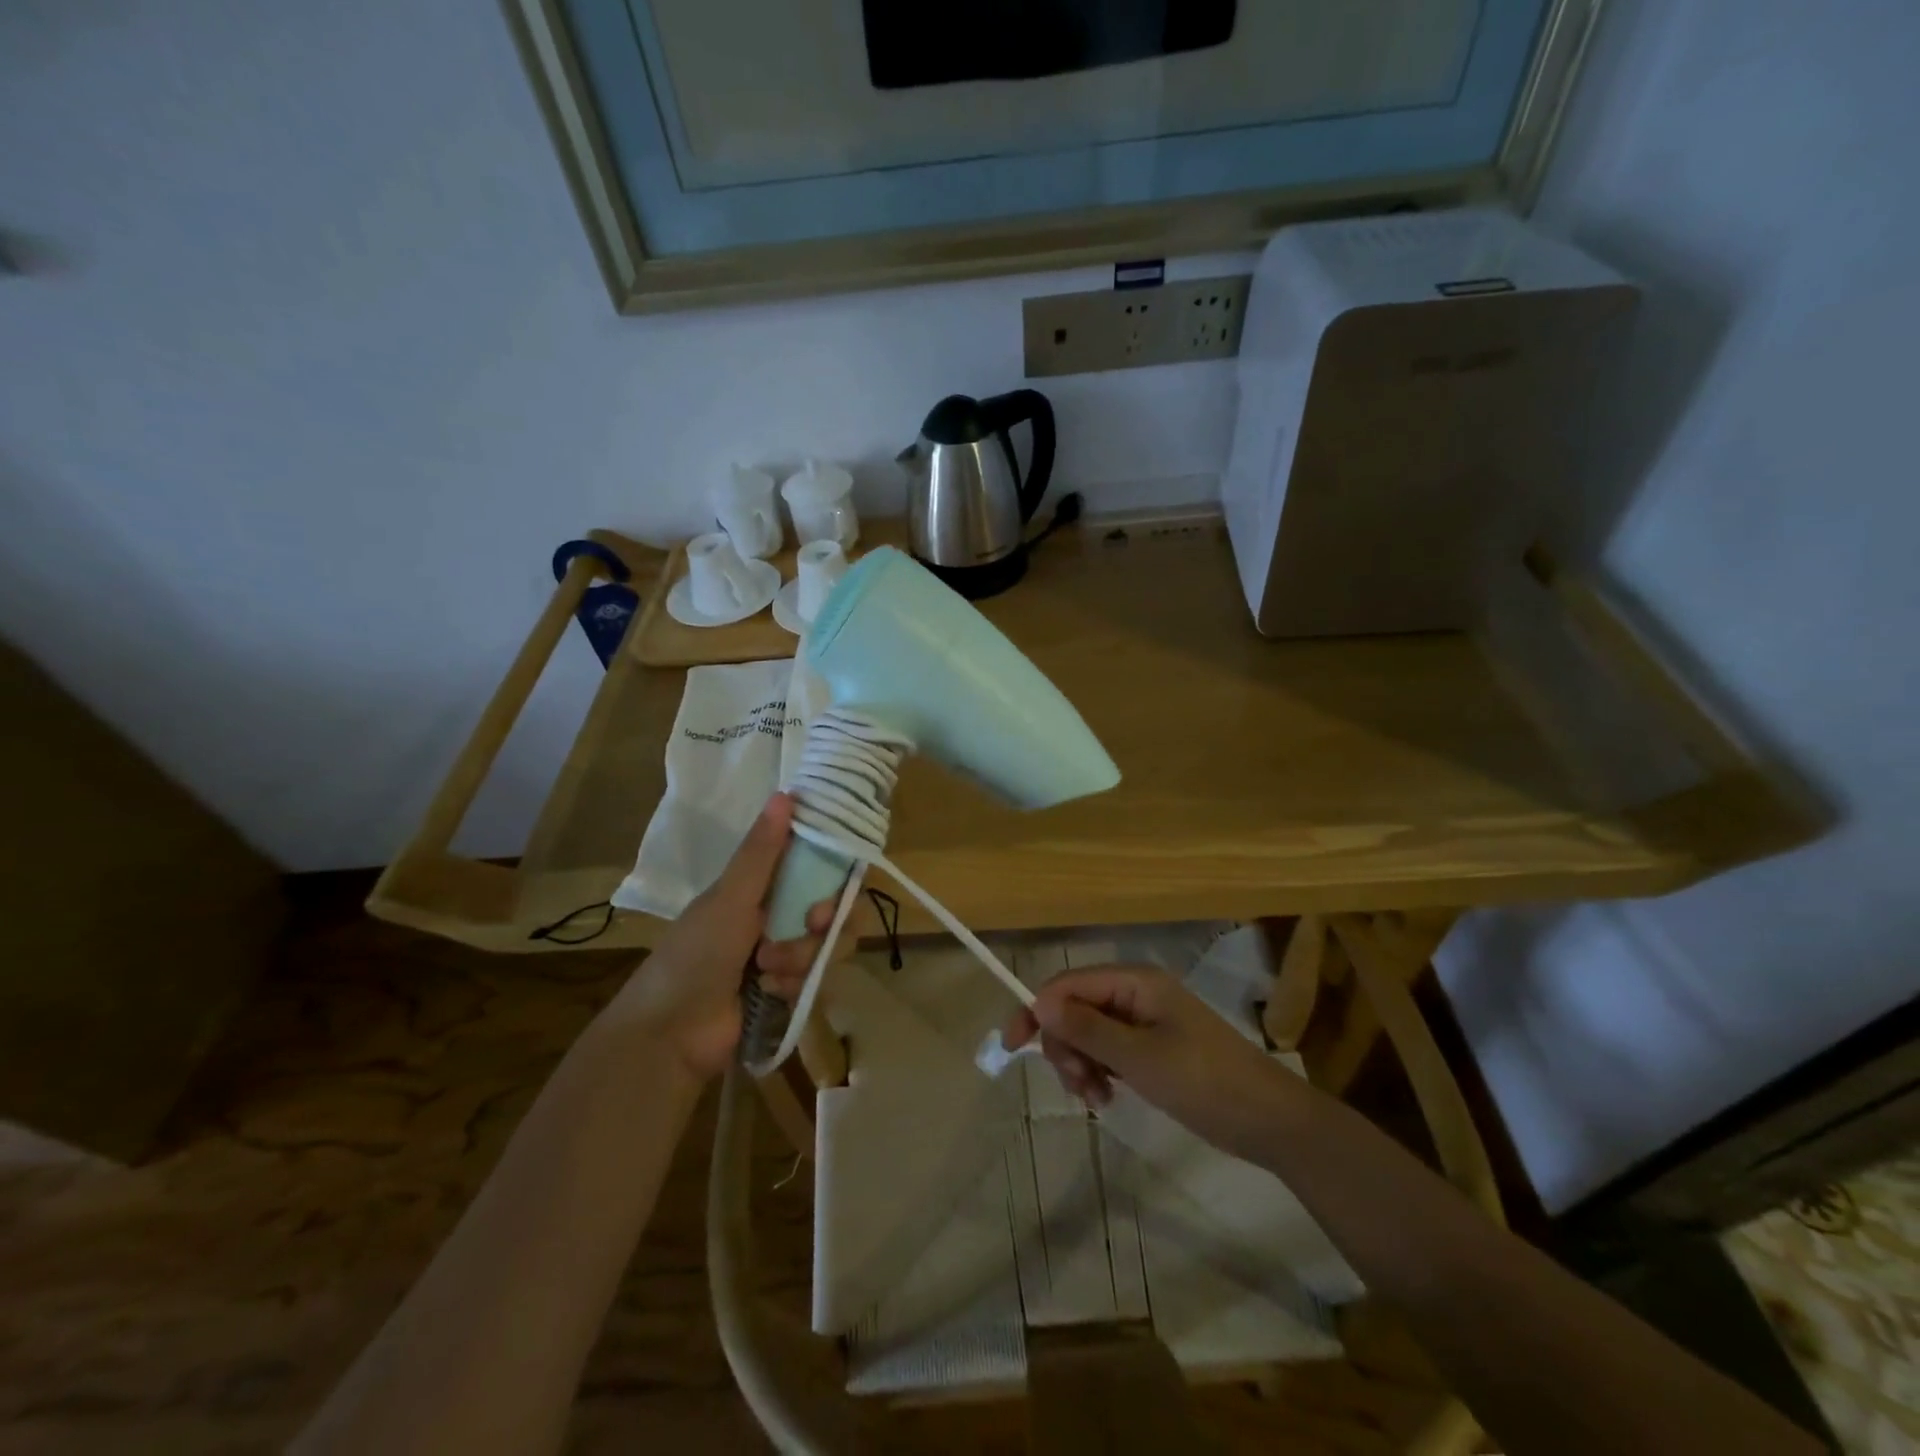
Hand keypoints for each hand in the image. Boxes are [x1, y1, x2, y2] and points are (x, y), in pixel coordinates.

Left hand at [608, 793, 835, 1076]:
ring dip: (804, 958)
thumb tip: (786, 793)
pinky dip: (797, 986)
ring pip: (829, 947)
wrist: (672, 1034)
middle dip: (824, 923)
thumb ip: (761, 852)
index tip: (832, 884)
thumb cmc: (695, 955)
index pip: (817, 869)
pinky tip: (771, 994)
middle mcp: (778, 918)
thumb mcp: (730, 899)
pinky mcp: (790, 993)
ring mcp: (785, 958)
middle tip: (810, 926)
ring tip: (768, 973)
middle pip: (834, 911)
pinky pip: (820, 981)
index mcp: (761, 888)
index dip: (834, 874)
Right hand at [1001, 966, 1302, 1158]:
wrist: (1268, 1121)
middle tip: (1078, 1086)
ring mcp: (1144, 1021)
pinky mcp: (1151, 1048)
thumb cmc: (1204, 1082)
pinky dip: (1098, 1073)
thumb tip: (1038, 1003)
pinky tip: (1106, 1099)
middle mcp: (1135, 993)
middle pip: (1075, 1009)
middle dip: (1066, 1046)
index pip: (1069, 984)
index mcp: (1134, 982)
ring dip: (1081, 1064)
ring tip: (1096, 1098)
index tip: (1012, 1046)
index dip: (1037, 1009)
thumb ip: (1087, 1029)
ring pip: (1088, 1033)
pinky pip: (1107, 1051)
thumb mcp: (1140, 1058)